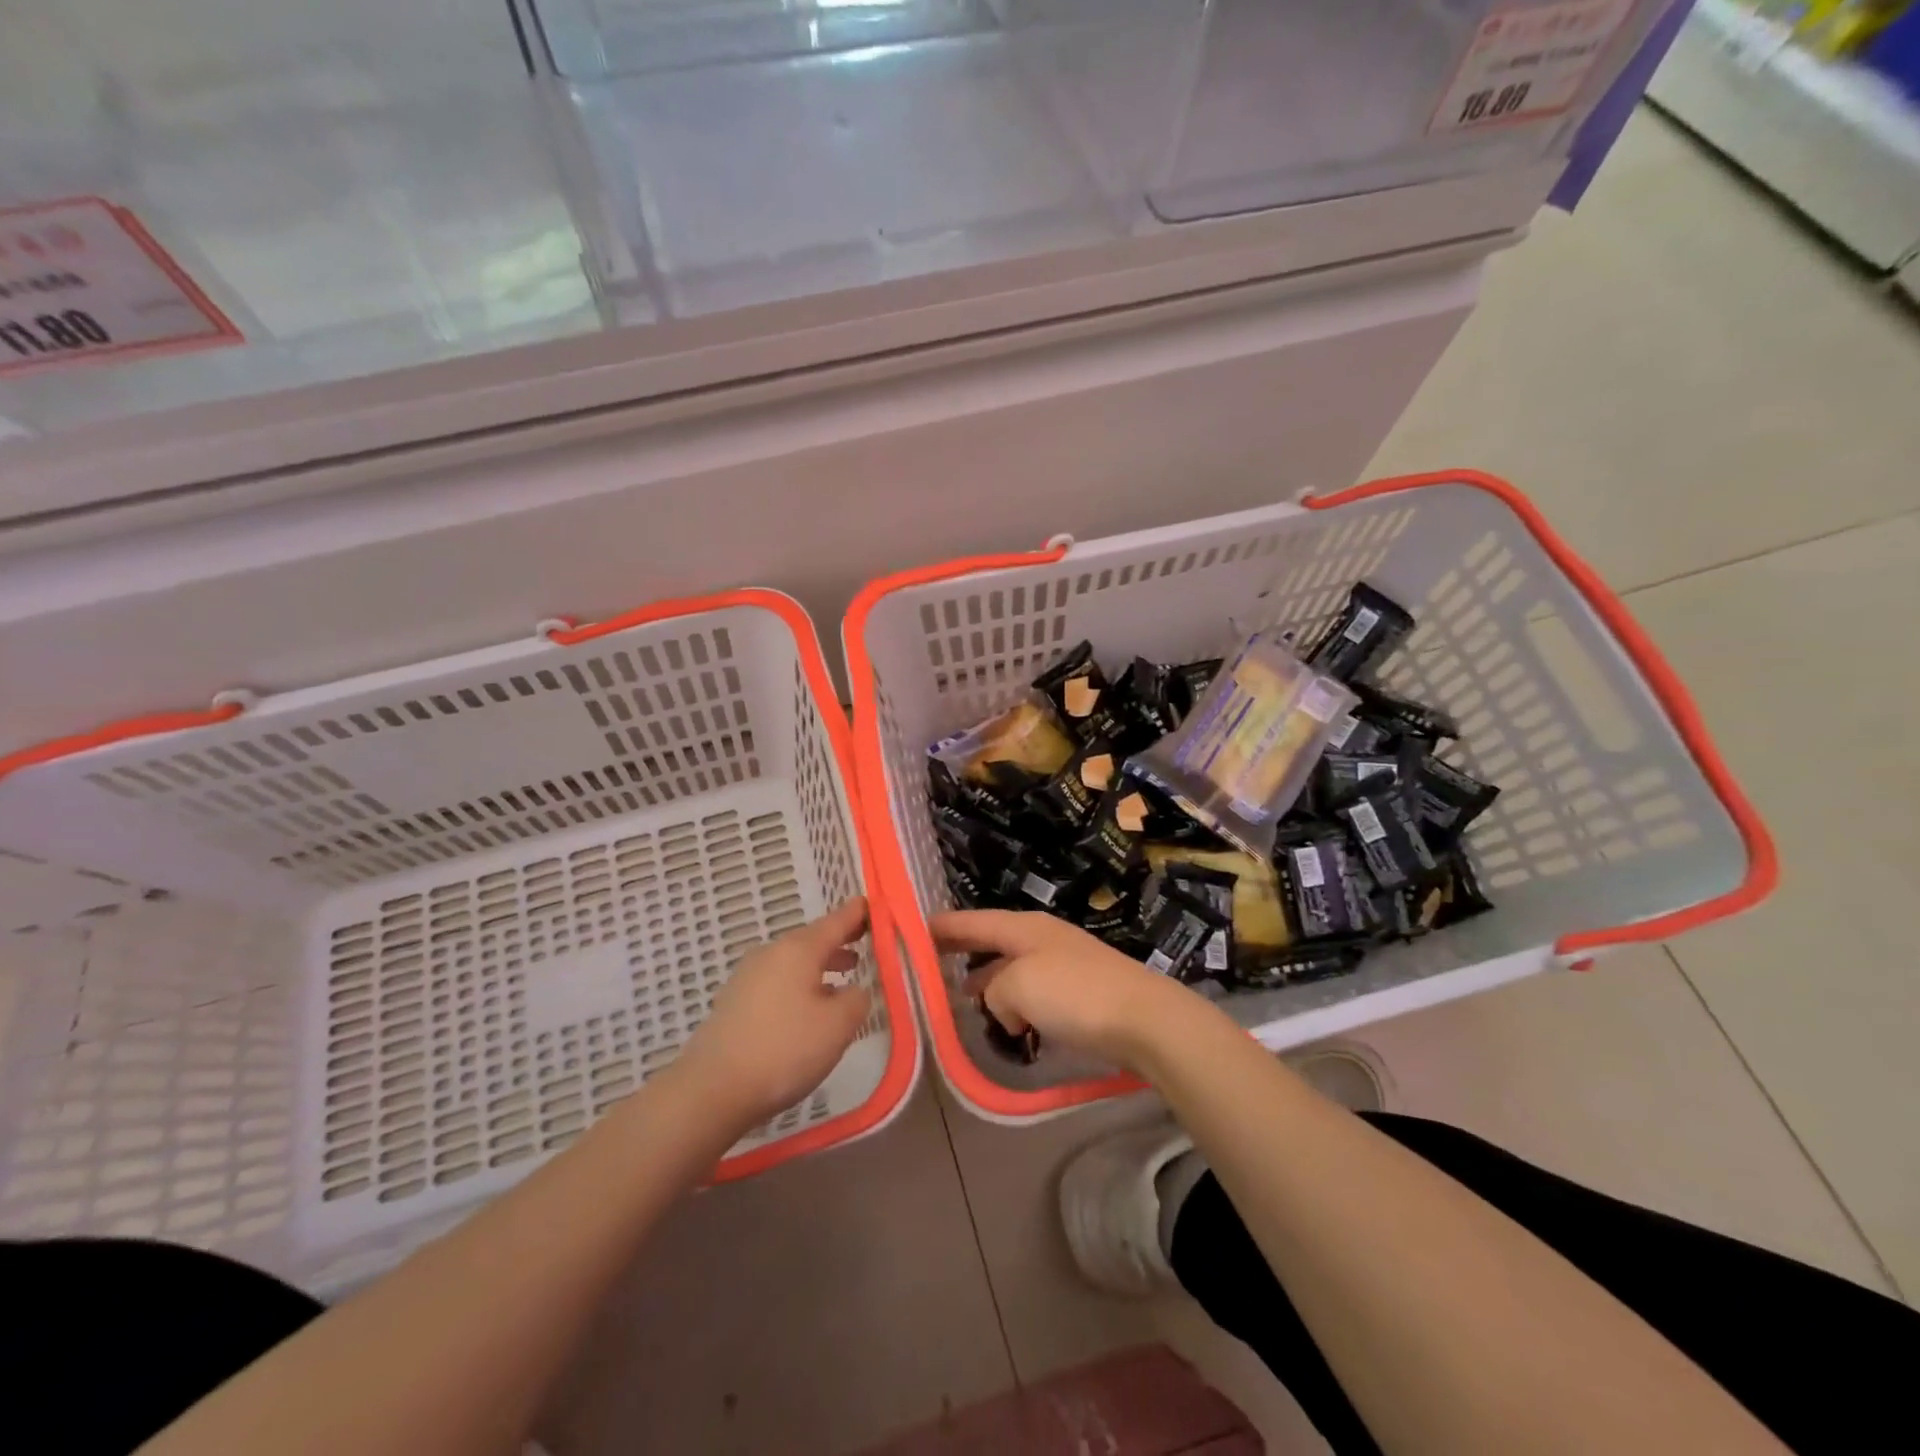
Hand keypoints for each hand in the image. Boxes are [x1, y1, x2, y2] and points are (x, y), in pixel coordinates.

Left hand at [674, 897, 874, 1132]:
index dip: (859, 913)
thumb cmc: (784, 1049)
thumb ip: (857, 1000)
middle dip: (840, 941)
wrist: (712, 1089)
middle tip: (866, 943)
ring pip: (794, 962)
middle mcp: (772, 953)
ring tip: (843, 978)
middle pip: (813, 939)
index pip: (837, 920)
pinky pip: (778, 981)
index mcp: (799, 949)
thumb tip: (855, 990)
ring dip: (820, 966)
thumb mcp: (838, 1026)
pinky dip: (799, 985)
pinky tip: (807, 1009)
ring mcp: (748, 976)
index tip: (876, 904)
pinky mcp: (734, 1001)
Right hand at [930, 909, 1194, 1070]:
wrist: (1144, 1019)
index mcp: (1024, 928)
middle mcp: (1043, 939)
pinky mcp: (1081, 993)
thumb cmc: (1075, 994)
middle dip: (964, 952)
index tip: (915, 929)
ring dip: (989, 982)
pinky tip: (1009, 1023)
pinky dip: (1014, 1003)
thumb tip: (1003, 1007)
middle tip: (932, 963)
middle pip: (993, 941)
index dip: (945, 926)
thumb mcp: (1017, 986)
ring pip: (1013, 969)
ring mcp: (1064, 964)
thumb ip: (994, 991)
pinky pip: (1033, 992)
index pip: (974, 921)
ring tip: (965, 998)